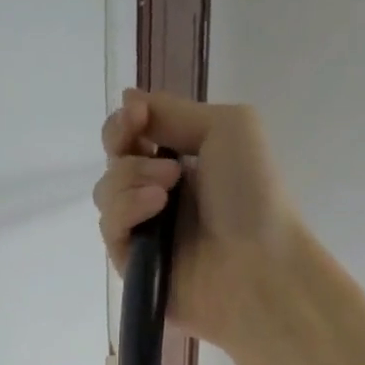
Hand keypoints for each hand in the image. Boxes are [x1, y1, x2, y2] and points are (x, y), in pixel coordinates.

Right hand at [93, 90, 302, 351]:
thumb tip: (127, 98)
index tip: (136, 117)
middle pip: (113, 162)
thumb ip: (174, 112)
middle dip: (127, 151)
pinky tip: (155, 210)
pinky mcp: (132, 266)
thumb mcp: (228, 127)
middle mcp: (159, 196)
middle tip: (169, 168)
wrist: (260, 264)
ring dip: (130, 181)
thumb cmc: (254, 194)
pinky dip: (127, 211)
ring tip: (167, 192)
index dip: (125, 123)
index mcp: (183, 163)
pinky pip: (109, 229)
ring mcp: (145, 233)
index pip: (131, 138)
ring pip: (105, 193)